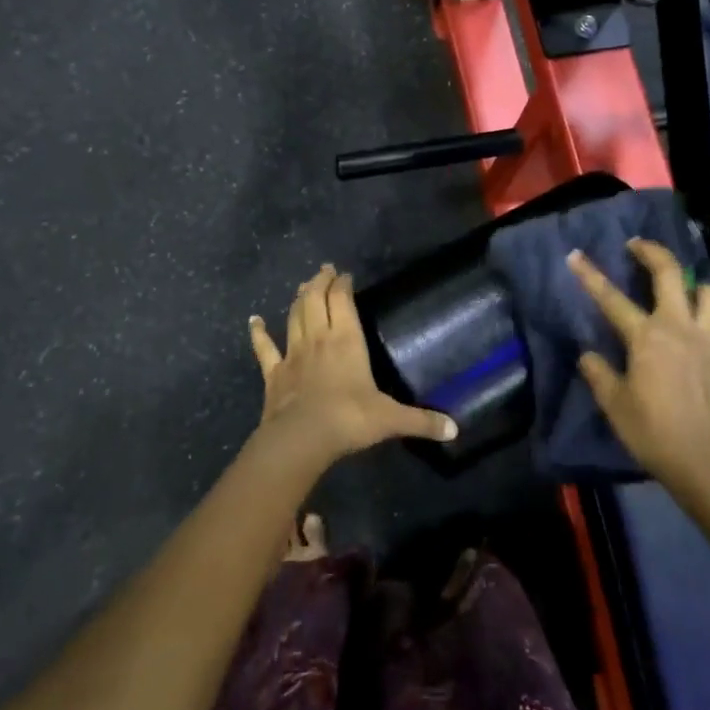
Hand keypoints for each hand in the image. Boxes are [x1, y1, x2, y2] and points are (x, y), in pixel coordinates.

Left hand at [249, 265, 457, 470]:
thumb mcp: (391, 419)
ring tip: (303, 286)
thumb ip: (422, 421)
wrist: (301, 438)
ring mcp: (293, 354)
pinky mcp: (274, 373)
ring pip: (294, 316)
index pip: (342, 300)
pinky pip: (264, 348)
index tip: (345, 275)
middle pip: (315, 299)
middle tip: (324, 270)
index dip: (342, 284)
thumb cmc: (349, 419)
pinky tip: (254, 321)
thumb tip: (455, 430)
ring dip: (298, 298)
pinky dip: (259, 333)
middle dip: (320, 282)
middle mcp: (319, 338)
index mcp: (347, 340)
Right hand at [567, 239, 709, 495]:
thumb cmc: (654, 434)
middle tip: (637, 244)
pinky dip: (707, 312)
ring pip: (708, 290)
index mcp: (647, 337)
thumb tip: (589, 355)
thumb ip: (599, 373)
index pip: (612, 298)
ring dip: (693, 280)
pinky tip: (697, 327)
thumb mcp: (615, 406)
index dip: (590, 275)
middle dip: (651, 251)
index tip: (575, 254)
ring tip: (682, 285)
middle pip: (670, 273)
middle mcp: (680, 327)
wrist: (709, 464)